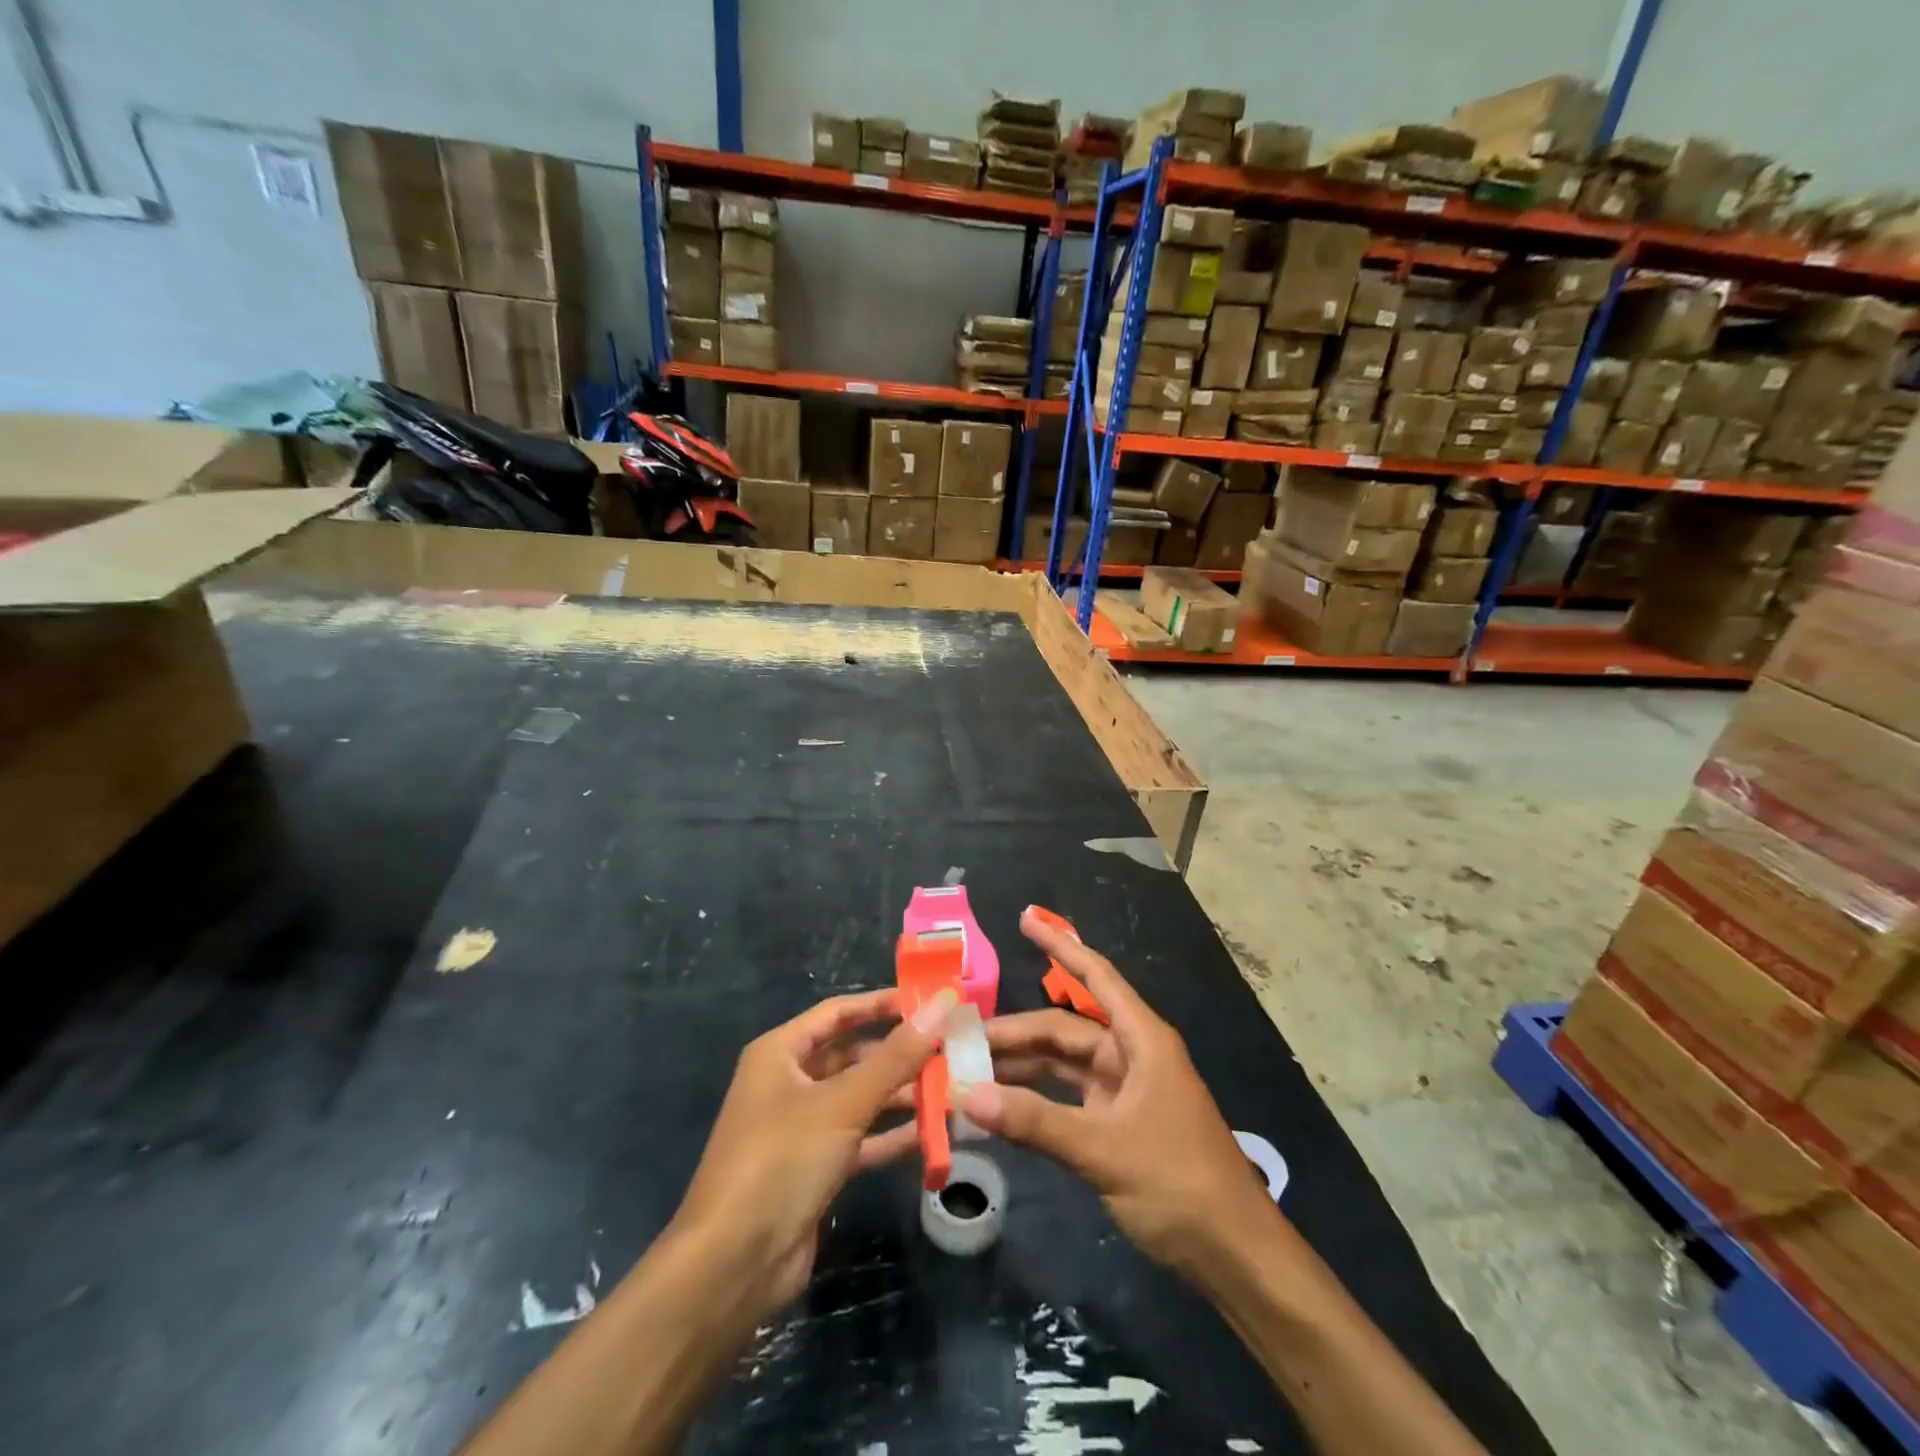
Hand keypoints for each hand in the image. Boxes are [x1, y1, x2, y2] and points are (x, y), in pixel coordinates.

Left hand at [670, 988, 951, 1321]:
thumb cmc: (781, 1161)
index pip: (839, 1012)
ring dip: (900, 1095)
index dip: (882, 1004)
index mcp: (780, 1053)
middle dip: (899, 1054)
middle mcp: (789, 1082)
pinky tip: (933, 1133)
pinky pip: (860, 1139)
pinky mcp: (815, 1168)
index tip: (930, 1001)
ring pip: (859, 1098)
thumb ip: (896, 1055)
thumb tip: (941, 1003)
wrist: (732, 1267)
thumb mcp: (843, 1102)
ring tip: (951, 1089)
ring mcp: (801, 1128)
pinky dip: (891, 1135)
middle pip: (852, 1055)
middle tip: (951, 1048)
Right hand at [961, 909, 1275, 1280]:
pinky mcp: (1117, 1123)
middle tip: (963, 1039)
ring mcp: (1124, 1090)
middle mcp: (1131, 1055)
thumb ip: (1035, 1121)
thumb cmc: (1179, 1184)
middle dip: (1016, 1032)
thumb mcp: (1104, 1150)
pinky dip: (1037, 1097)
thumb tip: (969, 1095)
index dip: (1060, 945)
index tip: (1025, 918)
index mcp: (1141, 1040)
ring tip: (971, 1068)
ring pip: (1063, 1063)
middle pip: (1065, 1028)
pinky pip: (1068, 1096)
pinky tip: (1002, 1103)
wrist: (1234, 1255)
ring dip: (1022, 1065)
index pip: (1095, 976)